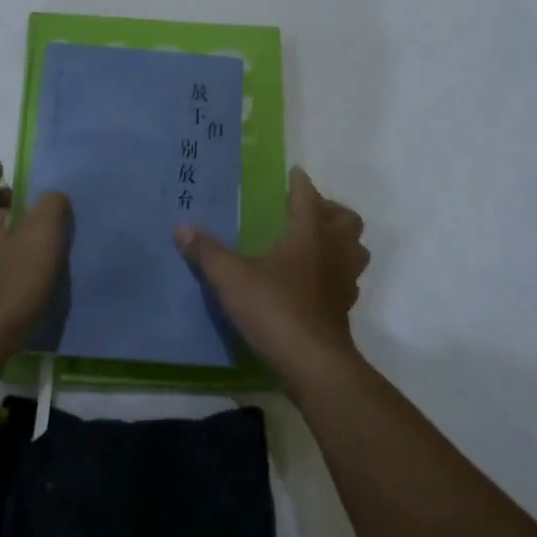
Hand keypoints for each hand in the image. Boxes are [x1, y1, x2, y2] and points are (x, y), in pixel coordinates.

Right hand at [175, 166, 370, 386]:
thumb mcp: (231, 278)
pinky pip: (347, 278)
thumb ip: (207, 252)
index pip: (308, 197)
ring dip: (340, 240)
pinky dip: (335, 270)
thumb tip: (181, 228)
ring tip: (316, 243)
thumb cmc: (274, 308)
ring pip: (354, 249)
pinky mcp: (344, 308)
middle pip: (346, 220)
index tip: (295, 173)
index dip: (301, 183)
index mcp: (309, 234)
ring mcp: (343, 281)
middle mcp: (333, 251)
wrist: (313, 363)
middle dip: (329, 210)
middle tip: (306, 211)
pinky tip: (314, 280)